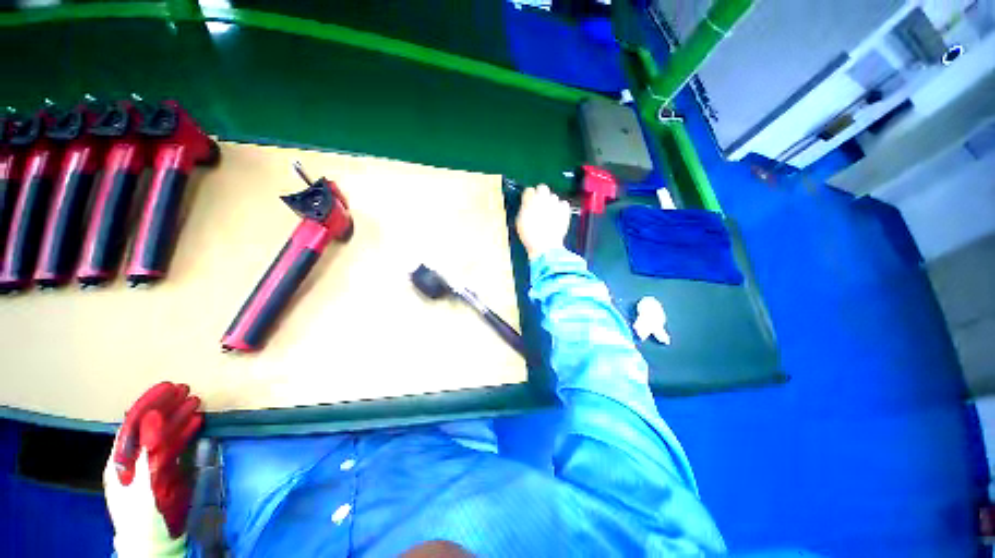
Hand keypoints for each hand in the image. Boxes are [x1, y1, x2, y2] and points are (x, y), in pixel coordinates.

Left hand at [106, 382, 202, 555]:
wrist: (153, 545)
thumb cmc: (143, 518)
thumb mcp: (141, 486)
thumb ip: (145, 454)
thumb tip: (151, 419)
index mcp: (122, 461)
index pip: (133, 424)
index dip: (149, 404)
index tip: (167, 387)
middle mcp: (134, 459)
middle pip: (149, 427)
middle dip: (166, 406)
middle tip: (185, 389)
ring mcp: (150, 466)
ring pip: (164, 435)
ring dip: (178, 417)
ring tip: (195, 401)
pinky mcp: (165, 473)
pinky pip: (174, 447)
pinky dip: (184, 432)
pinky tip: (196, 422)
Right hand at [516, 184, 571, 259]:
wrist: (545, 245)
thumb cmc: (529, 236)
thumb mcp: (520, 221)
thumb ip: (524, 209)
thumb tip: (527, 204)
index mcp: (529, 201)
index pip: (528, 190)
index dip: (529, 196)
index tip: (529, 201)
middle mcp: (542, 198)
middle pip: (542, 188)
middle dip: (541, 194)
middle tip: (540, 204)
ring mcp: (555, 203)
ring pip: (553, 196)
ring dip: (551, 202)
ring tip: (549, 214)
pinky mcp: (565, 209)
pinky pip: (563, 204)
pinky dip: (561, 208)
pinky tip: (558, 216)